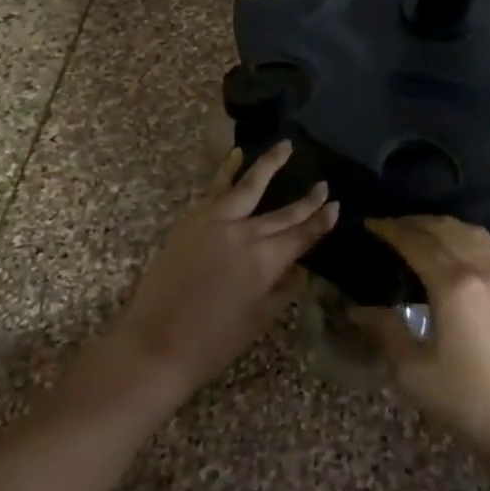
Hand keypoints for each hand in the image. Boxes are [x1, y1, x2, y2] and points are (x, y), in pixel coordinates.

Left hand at [110, 141, 338, 400]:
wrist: (154, 344)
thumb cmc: (212, 343)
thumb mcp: (257, 320)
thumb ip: (280, 289)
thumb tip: (297, 270)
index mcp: (266, 261)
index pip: (301, 235)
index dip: (320, 221)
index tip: (335, 205)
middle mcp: (244, 234)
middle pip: (282, 212)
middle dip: (306, 199)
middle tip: (323, 184)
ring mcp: (215, 222)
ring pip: (247, 186)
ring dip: (267, 164)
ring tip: (283, 145)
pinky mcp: (190, 221)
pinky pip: (214, 189)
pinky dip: (227, 171)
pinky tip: (235, 156)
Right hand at [354, 217, 489, 469]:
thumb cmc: (471, 403)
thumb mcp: (415, 374)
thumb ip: (385, 332)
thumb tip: (358, 309)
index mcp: (454, 285)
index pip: (416, 242)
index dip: (390, 229)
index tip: (371, 224)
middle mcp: (486, 268)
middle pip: (446, 229)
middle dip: (416, 223)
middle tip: (394, 228)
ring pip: (476, 234)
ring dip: (447, 228)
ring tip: (428, 236)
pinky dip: (476, 242)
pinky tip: (470, 256)